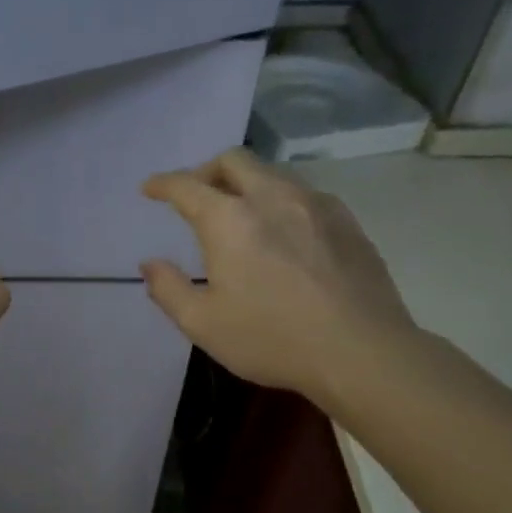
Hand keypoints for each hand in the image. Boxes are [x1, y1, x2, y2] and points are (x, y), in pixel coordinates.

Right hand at [140, 148, 415, 398]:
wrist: (362, 351)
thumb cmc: (271, 338)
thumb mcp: (202, 324)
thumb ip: (168, 289)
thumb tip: (151, 264)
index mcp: (230, 219)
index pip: (187, 185)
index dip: (163, 184)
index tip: (150, 189)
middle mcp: (272, 198)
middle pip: (234, 160)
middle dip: (206, 170)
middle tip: (195, 195)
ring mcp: (316, 205)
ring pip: (272, 174)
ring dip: (246, 184)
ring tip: (239, 214)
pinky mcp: (347, 221)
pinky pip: (304, 195)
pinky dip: (280, 202)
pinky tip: (283, 232)